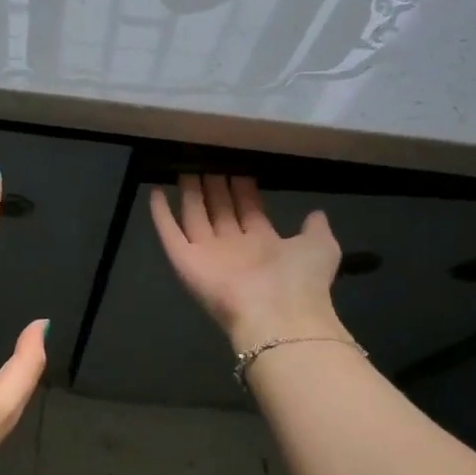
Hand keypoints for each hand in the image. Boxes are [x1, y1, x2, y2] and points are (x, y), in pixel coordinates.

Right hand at [150, 175, 349, 355]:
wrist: (276, 314)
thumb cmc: (300, 279)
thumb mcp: (320, 246)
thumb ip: (315, 228)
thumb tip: (316, 213)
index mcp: (264, 244)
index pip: (248, 210)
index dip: (242, 189)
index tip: (236, 166)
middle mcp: (233, 247)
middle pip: (220, 210)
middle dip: (214, 187)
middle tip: (207, 160)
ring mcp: (207, 254)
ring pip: (194, 217)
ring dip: (189, 194)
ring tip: (184, 167)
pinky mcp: (184, 261)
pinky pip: (170, 233)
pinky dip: (161, 214)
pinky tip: (155, 192)